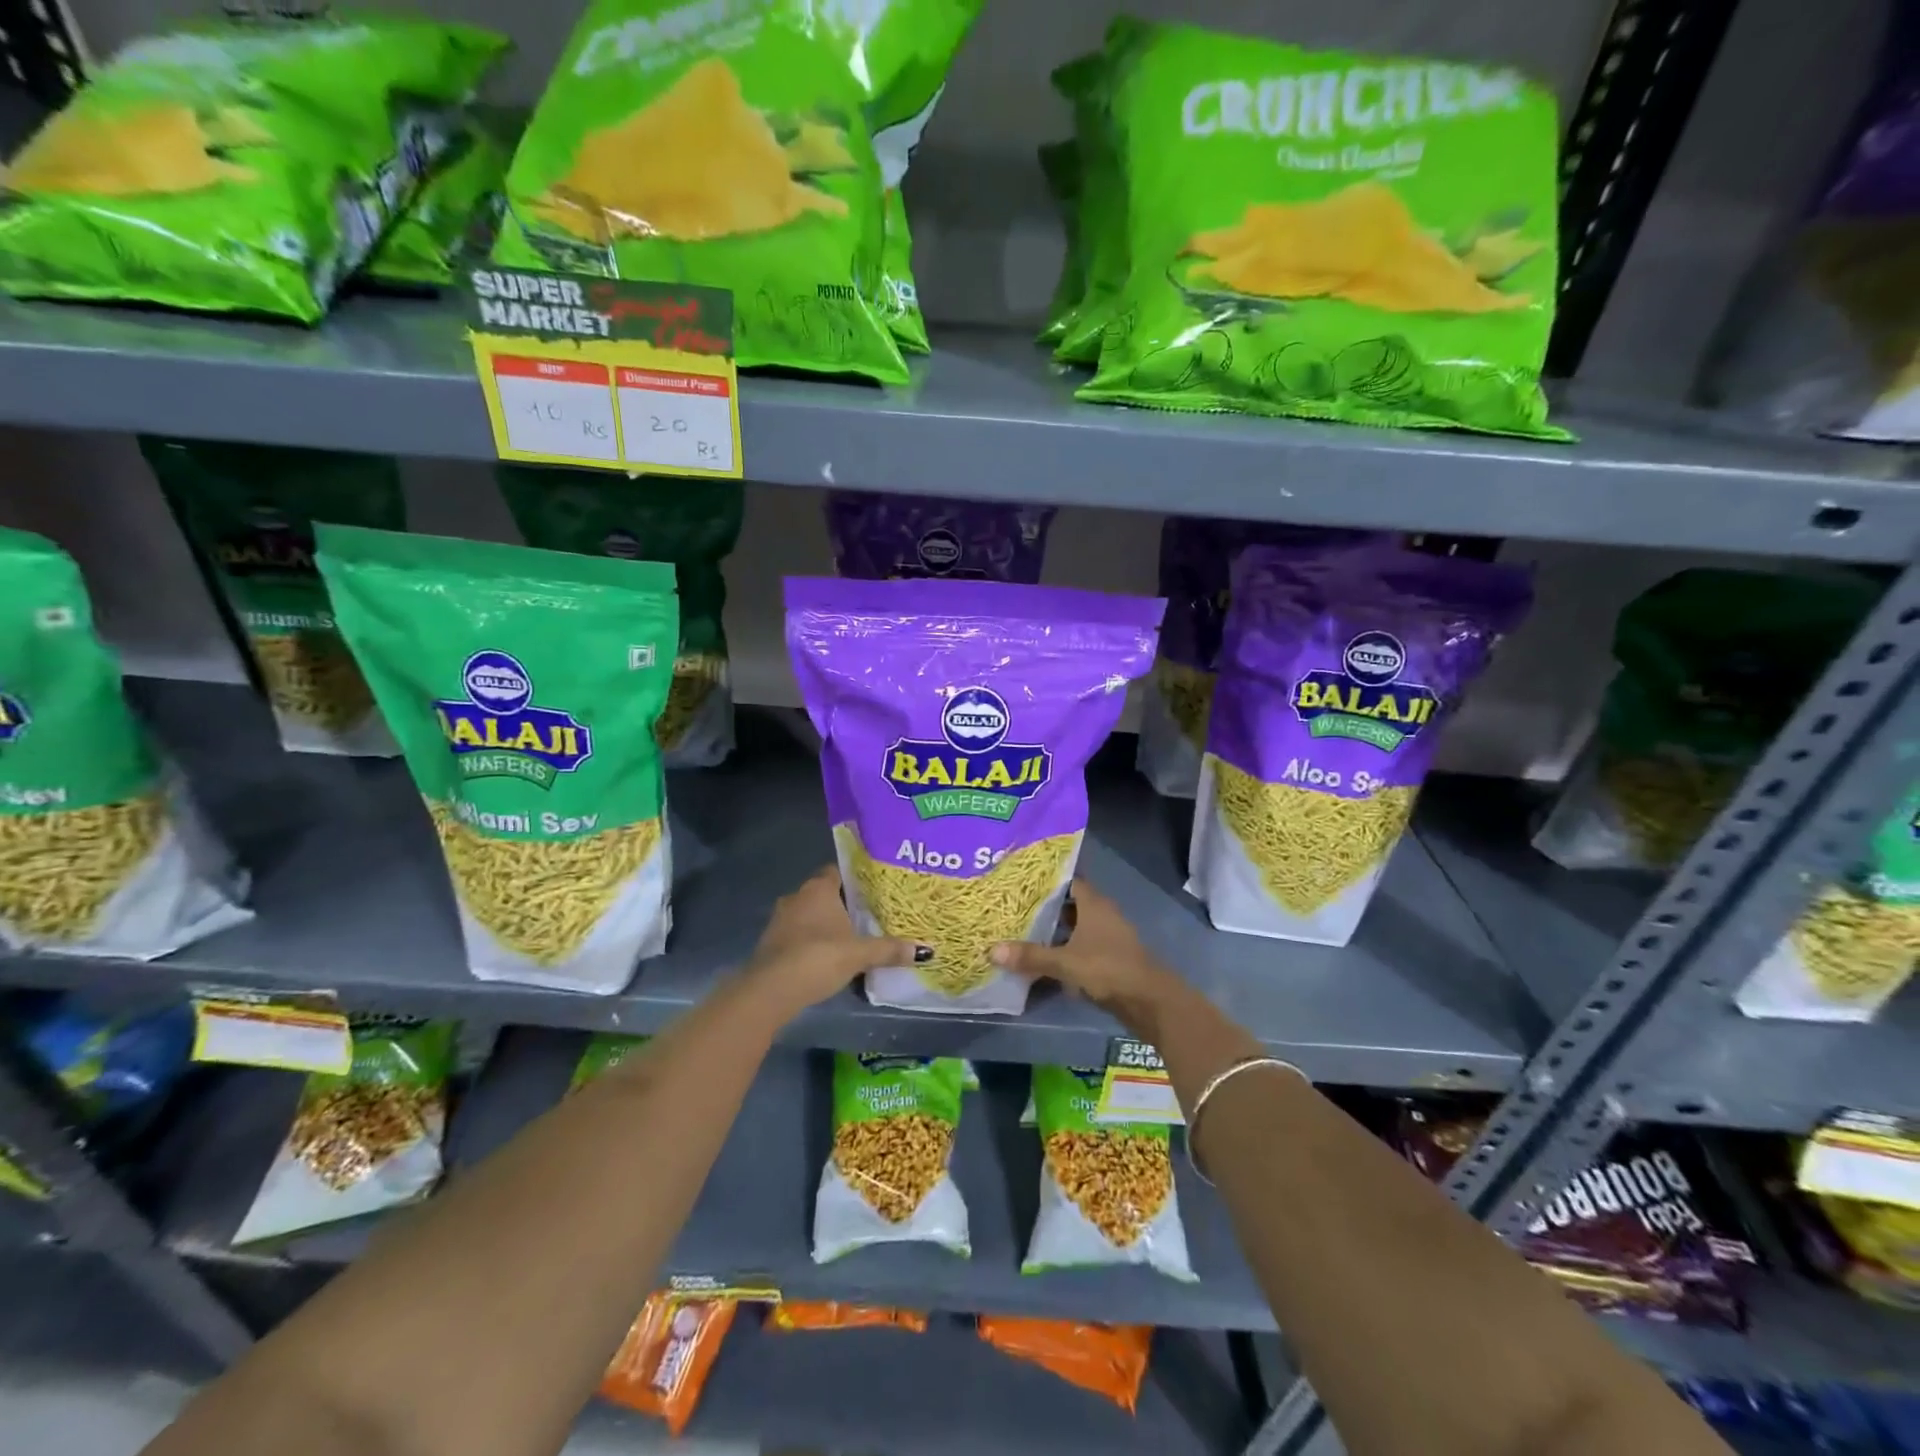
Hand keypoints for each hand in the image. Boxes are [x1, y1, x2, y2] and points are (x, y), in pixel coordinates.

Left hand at [743, 866, 926, 1021]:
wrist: (771, 990)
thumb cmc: (818, 957)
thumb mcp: (860, 954)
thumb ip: (890, 949)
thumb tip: (926, 950)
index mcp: (818, 888)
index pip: (838, 871)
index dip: (856, 879)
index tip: (874, 890)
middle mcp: (797, 897)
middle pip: (825, 894)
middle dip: (844, 905)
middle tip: (870, 916)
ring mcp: (780, 920)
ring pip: (810, 915)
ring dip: (826, 926)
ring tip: (853, 938)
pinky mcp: (771, 943)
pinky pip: (799, 935)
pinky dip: (813, 942)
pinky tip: (828, 957)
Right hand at [990, 881, 1173, 1024]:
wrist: (1150, 1001)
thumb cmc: (1108, 969)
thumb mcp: (1065, 963)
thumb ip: (1031, 956)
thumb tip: (992, 950)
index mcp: (1094, 904)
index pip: (1069, 880)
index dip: (1047, 880)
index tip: (1022, 880)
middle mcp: (1102, 914)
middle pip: (1070, 903)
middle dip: (1046, 905)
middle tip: (1015, 905)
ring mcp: (1108, 936)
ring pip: (1076, 926)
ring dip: (1055, 929)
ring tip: (1023, 930)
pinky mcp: (1110, 957)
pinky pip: (1082, 945)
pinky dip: (1065, 948)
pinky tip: (1045, 957)